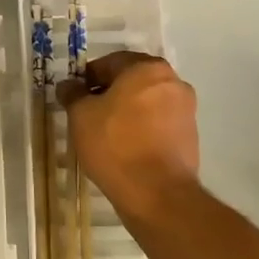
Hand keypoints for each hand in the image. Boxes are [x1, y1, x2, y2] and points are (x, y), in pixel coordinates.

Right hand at [57, 51, 198, 218]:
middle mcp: (173, 82)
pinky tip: (124, 148)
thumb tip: (68, 85)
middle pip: (131, 81)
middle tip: (86, 114)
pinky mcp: (190, 137)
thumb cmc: (115, 144)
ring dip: (126, 112)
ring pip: (146, 103)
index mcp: (148, 68)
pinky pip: (158, 124)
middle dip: (108, 94)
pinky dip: (141, 129)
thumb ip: (73, 94)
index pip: (110, 63)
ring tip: (104, 134)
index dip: (87, 78)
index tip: (74, 97)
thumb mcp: (81, 115)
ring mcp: (186, 110)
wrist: (157, 195)